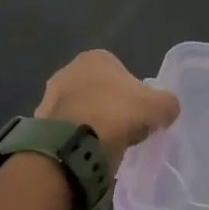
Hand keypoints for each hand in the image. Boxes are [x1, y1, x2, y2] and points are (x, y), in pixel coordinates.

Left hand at [35, 50, 179, 167]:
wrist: (71, 144)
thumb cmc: (116, 114)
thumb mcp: (158, 107)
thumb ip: (168, 104)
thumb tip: (168, 109)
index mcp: (95, 57)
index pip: (123, 72)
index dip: (136, 95)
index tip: (141, 115)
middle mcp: (68, 69)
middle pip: (101, 91)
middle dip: (113, 108)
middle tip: (126, 130)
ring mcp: (50, 96)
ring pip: (83, 110)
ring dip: (94, 123)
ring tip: (107, 145)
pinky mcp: (40, 122)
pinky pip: (68, 129)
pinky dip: (79, 138)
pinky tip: (89, 152)